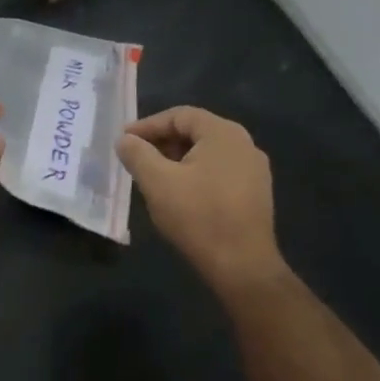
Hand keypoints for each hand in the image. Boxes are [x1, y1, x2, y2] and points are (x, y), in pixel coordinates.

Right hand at [116, 107, 283, 288]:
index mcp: (223, 134)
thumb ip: (137, 154)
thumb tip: (125, 140)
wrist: (241, 265)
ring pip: (206, 153)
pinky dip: (194, 174)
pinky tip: (178, 194)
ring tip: (152, 176)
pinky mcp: (255, 193)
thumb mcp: (157, 181)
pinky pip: (218, 172)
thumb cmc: (197, 215)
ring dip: (176, 159)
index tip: (124, 141)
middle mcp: (244, 145)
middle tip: (135, 157)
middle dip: (161, 142)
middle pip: (195, 132)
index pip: (180, 115)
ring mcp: (254, 170)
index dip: (147, 125)